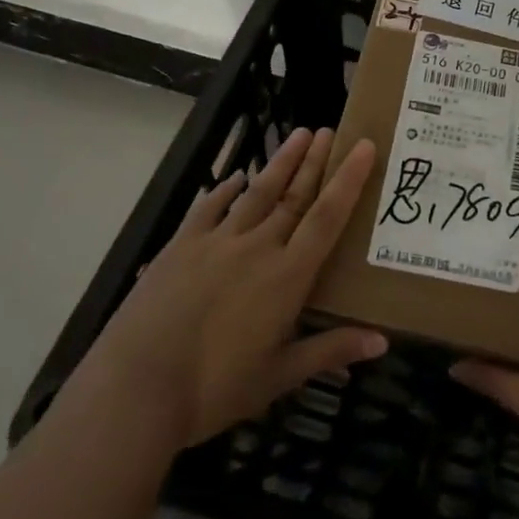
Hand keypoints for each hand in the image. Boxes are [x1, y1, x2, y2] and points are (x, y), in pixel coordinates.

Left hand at [87, 127, 384, 449]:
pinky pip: (209, 207)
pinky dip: (226, 189)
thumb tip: (383, 342)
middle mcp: (257, 247)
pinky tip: (236, 178)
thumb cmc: (214, 389)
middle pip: (294, 196)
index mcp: (287, 276)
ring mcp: (216, 241)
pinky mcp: (181, 246)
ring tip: (298, 134)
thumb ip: (330, 351)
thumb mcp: (279, 376)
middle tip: (331, 130)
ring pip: (257, 193)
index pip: (327, 218)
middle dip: (315, 162)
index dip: (348, 180)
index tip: (364, 146)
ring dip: (280, 163)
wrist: (136, 387)